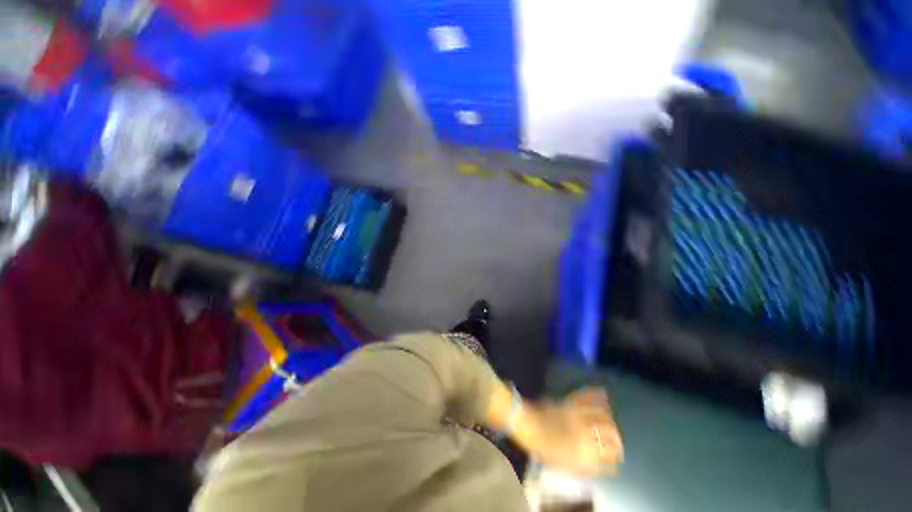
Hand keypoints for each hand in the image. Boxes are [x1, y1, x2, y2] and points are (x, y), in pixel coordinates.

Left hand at [516, 388, 622, 476]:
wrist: (529, 426)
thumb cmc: (545, 448)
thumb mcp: (566, 464)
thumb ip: (586, 467)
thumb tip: (602, 466)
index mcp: (584, 452)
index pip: (609, 454)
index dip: (615, 456)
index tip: (617, 458)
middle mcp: (585, 434)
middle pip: (610, 435)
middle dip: (616, 439)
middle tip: (617, 442)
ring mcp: (578, 416)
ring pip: (602, 416)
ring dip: (610, 420)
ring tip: (612, 423)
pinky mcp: (570, 403)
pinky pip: (586, 397)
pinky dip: (595, 394)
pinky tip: (602, 392)